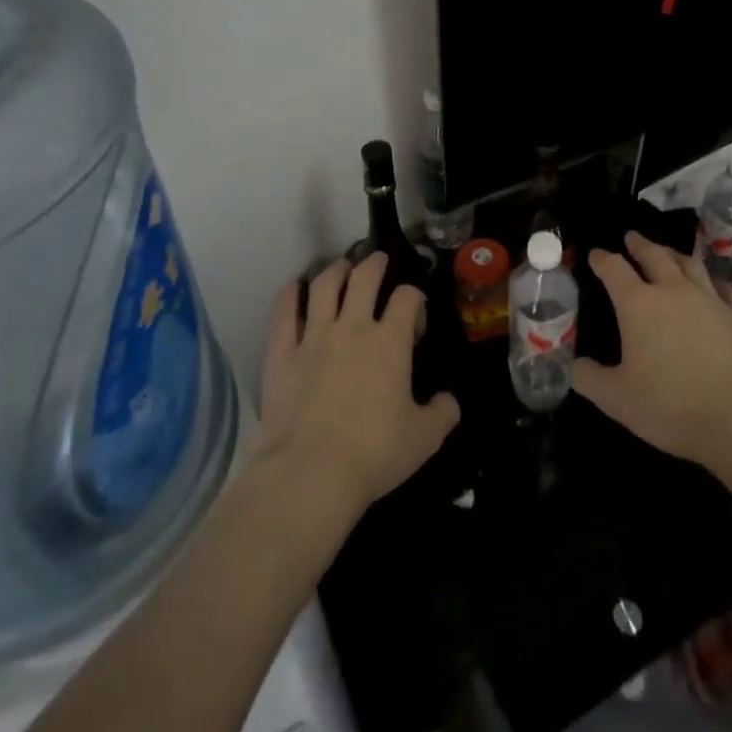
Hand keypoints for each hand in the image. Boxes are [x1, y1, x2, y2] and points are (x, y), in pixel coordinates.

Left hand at [257, 253, 460, 520]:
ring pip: (324, 287)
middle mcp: (353, 328)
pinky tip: (293, 287)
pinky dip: (288, 296)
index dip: (414, 296)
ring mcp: (313, 337)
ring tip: (341, 265)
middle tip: (378, 259)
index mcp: (390, 342)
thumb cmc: (375, 452)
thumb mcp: (425, 438)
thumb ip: (443, 413)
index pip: (407, 299)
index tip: (415, 307)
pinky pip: (283, 314)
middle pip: (364, 278)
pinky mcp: (282, 354)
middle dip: (374, 264)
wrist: (311, 472)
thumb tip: (449, 401)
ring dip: (335, 270)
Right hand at [573, 232, 731, 469]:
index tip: (595, 254)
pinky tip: (716, 286)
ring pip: (691, 264)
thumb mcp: (616, 400)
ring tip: (669, 253)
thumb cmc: (671, 407)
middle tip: (632, 238)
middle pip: (655, 255)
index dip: (602, 259)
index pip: (614, 269)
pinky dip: (716, 283)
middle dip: (640, 244)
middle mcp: (674, 291)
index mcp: (638, 305)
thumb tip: (576, 365)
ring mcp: (712, 299)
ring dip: (675, 255)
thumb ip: (589, 378)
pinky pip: (727, 288)